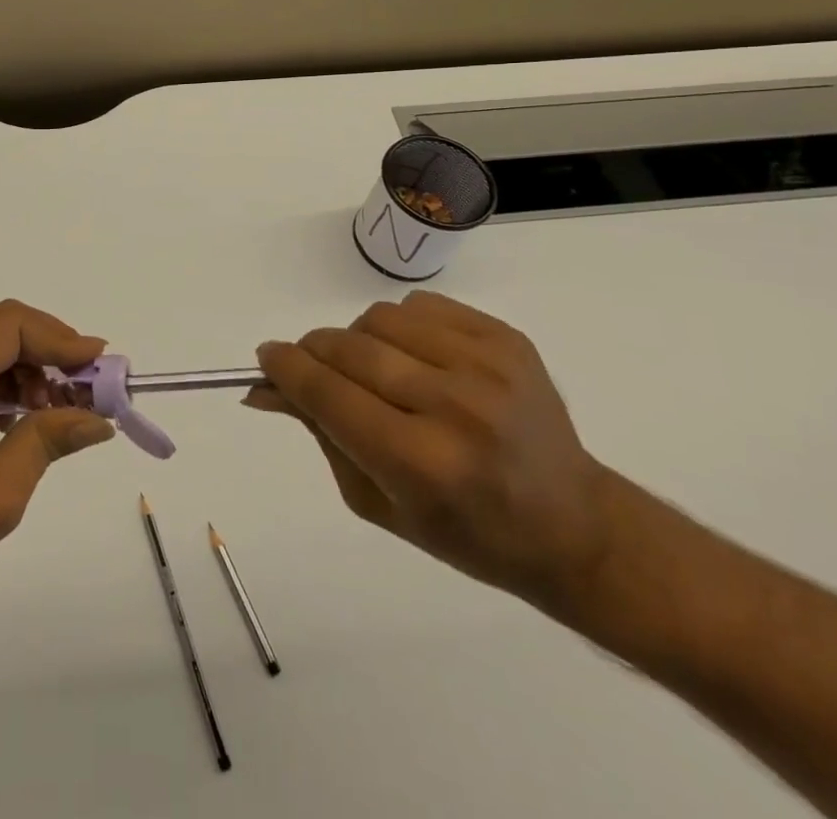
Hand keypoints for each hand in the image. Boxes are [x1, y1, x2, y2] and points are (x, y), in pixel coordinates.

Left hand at [0, 300, 115, 608]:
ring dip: (33, 364)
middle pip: (4, 327)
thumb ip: (49, 441)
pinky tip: (27, 416)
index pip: (12, 326)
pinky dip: (12, 380)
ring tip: (60, 406)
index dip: (59, 336)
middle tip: (86, 381)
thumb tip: (100, 420)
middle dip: (51, 347)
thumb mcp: (0, 491)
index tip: (97, 363)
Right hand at [248, 292, 613, 609]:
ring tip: (378, 371)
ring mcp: (486, 365)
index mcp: (420, 463)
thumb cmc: (464, 531)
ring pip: (379, 318)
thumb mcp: (376, 501)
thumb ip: (319, 433)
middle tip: (311, 366)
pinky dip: (401, 326)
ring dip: (360, 340)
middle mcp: (454, 406)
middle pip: (348, 348)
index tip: (266, 358)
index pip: (327, 392)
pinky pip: (420, 305)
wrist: (572, 525)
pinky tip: (418, 358)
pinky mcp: (506, 338)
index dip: (285, 369)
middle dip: (313, 352)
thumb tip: (265, 385)